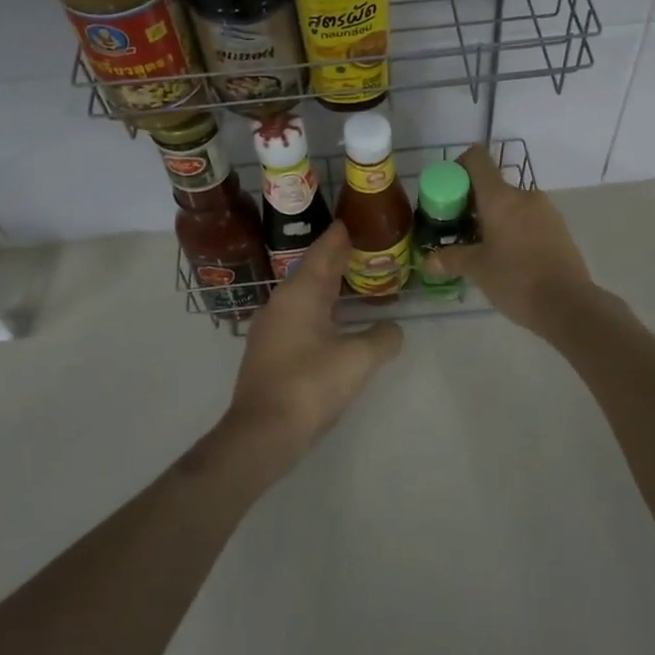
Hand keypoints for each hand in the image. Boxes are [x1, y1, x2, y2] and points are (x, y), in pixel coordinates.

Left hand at [221, 221, 402, 472]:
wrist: (262, 433)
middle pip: (313, 271)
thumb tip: (392, 330)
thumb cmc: (310, 385)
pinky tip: (335, 322)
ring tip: (354, 282)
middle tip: (362, 248)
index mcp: (300, 293)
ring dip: (328, 287)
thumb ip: (382, 338)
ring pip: (304, 295)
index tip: (354, 221)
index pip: (324, 252)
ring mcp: (271, 328)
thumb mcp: (358, 359)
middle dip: (336, 260)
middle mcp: (281, 303)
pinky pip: (299, 316)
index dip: (340, 237)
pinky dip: (320, 310)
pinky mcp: (269, 351)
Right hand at [424, 144, 595, 334]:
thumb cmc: (517, 280)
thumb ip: (452, 259)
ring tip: (484, 248)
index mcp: (500, 197)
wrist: (569, 305)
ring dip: (494, 217)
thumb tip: (429, 261)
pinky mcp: (559, 227)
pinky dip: (514, 228)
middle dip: (473, 203)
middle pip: (492, 184)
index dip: (459, 167)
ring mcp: (545, 210)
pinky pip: (529, 218)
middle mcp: (524, 195)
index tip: (449, 194)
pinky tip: (510, 257)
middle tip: (460, 230)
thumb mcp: (478, 270)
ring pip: (511, 203)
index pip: (476, 159)